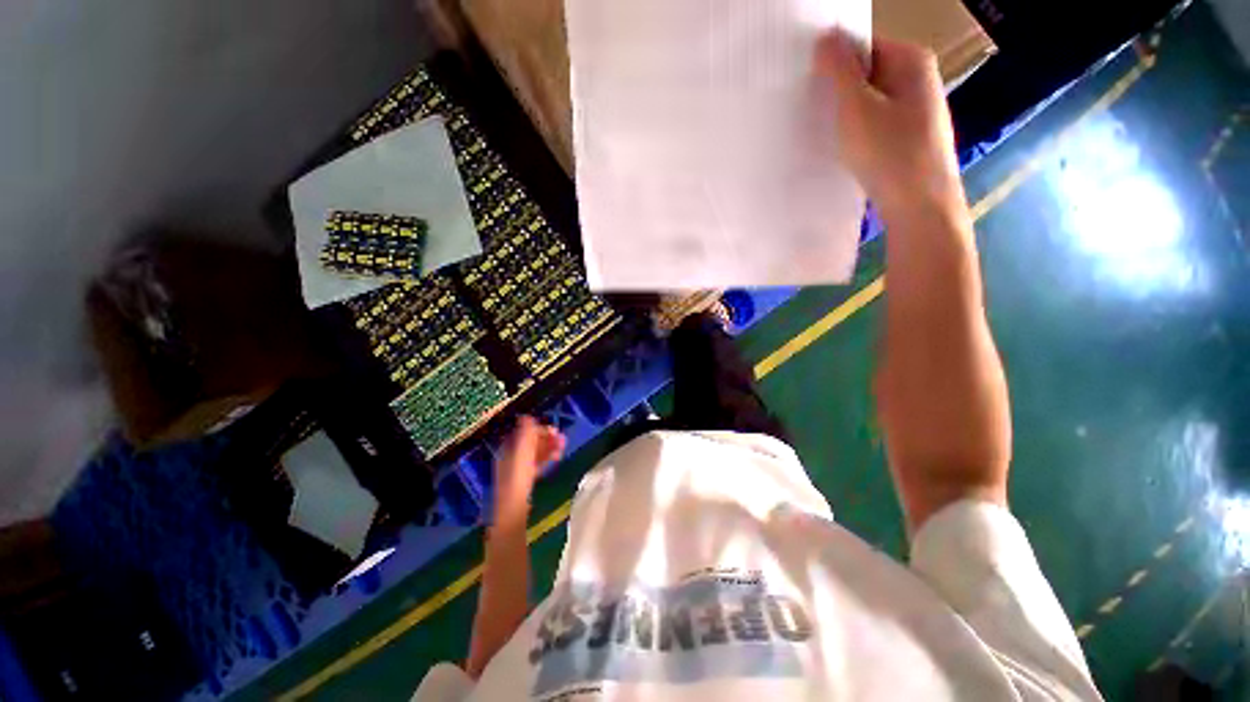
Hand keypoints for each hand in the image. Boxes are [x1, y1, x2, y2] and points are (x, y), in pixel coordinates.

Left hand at [492, 416, 565, 523]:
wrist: (514, 507)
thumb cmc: (518, 476)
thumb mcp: (522, 450)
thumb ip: (525, 432)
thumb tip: (527, 416)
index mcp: (508, 448)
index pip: (524, 432)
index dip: (539, 429)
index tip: (555, 430)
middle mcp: (510, 456)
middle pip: (530, 442)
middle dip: (547, 438)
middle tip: (563, 439)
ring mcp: (517, 469)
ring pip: (535, 453)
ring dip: (549, 448)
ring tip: (563, 448)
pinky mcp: (524, 480)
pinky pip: (537, 464)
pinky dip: (546, 459)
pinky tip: (556, 458)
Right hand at [817, 32, 964, 217]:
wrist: (919, 204)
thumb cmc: (889, 152)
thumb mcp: (857, 107)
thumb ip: (840, 70)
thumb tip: (826, 37)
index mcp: (911, 60)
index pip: (864, 44)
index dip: (834, 60)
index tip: (806, 82)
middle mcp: (918, 78)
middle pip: (868, 72)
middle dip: (838, 88)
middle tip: (809, 107)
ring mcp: (916, 109)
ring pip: (870, 101)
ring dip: (845, 112)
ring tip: (822, 129)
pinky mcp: (909, 136)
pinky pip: (875, 123)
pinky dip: (857, 130)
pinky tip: (843, 147)